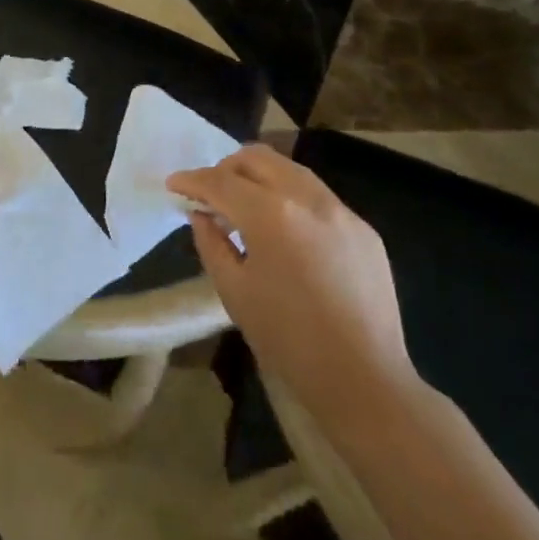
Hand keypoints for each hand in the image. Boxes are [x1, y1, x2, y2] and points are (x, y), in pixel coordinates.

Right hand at [169, 145, 416, 429]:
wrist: (365, 381)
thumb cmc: (288, 340)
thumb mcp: (233, 292)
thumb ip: (211, 243)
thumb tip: (202, 216)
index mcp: (271, 214)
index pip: (220, 181)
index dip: (191, 180)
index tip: (174, 185)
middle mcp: (308, 199)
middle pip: (257, 158)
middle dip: (226, 168)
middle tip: (211, 194)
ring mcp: (341, 211)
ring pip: (291, 170)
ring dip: (260, 178)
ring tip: (246, 208)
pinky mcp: (364, 230)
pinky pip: (318, 198)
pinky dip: (291, 200)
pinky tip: (287, 234)